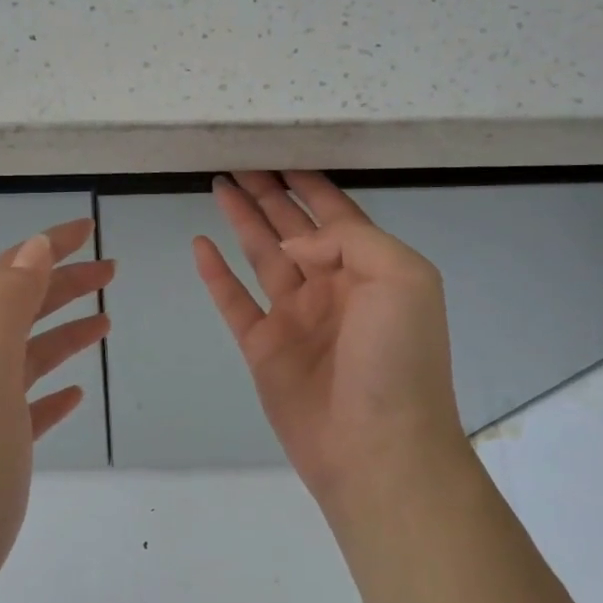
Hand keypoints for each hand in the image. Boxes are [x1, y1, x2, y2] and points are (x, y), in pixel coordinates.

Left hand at [0, 218, 111, 602]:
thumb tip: (33, 246)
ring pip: (28, 353)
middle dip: (63, 283)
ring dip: (64, 329)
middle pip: (21, 308)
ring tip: (105, 322)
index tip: (87, 230)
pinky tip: (76, 395)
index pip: (8, 274)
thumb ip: (7, 308)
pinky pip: (29, 402)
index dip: (46, 247)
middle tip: (110, 272)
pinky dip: (54, 387)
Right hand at [193, 171, 467, 512]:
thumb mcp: (402, 279)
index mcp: (370, 269)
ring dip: (242, 221)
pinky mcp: (263, 347)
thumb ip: (351, 240)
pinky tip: (200, 245)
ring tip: (219, 187)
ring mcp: (295, 318)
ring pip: (262, 256)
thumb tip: (296, 241)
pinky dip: (216, 274)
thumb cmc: (398, 359)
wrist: (377, 447)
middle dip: (269, 194)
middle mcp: (331, 287)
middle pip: (294, 228)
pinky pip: (234, 301)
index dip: (310, 184)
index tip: (282, 155)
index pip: (336, 213)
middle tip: (239, 164)